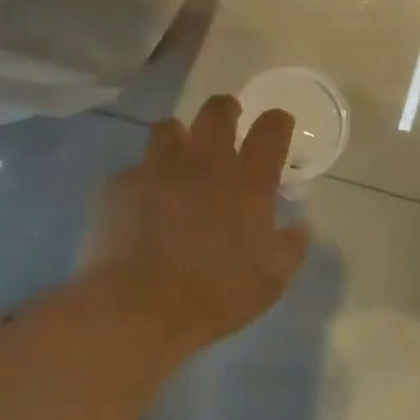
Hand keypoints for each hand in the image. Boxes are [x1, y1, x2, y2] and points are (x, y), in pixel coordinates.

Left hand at [79, 95, 310, 358]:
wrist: (138, 309)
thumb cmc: (216, 295)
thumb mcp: (273, 279)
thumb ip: (291, 246)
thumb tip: (300, 226)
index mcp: (248, 181)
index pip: (271, 129)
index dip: (278, 122)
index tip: (279, 126)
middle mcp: (205, 163)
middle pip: (217, 111)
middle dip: (227, 109)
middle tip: (229, 122)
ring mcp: (158, 170)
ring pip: (168, 128)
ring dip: (180, 137)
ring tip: (181, 156)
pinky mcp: (119, 187)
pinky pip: (133, 171)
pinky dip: (142, 180)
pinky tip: (142, 203)